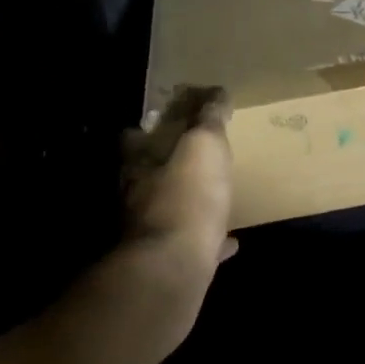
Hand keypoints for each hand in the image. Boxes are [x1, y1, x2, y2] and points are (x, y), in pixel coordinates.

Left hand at [108, 85, 237, 359]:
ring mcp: (151, 234)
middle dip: (170, 166)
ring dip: (188, 202)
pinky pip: (193, 246)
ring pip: (170, 211)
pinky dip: (209, 241)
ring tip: (215, 195)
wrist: (174, 272)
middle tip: (199, 157)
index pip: (134, 136)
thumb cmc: (187, 198)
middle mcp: (138, 197)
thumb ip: (209, 118)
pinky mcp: (170, 264)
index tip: (171, 118)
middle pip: (150, 175)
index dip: (149, 126)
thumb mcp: (204, 145)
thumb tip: (215, 91)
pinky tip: (230, 241)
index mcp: (139, 164)